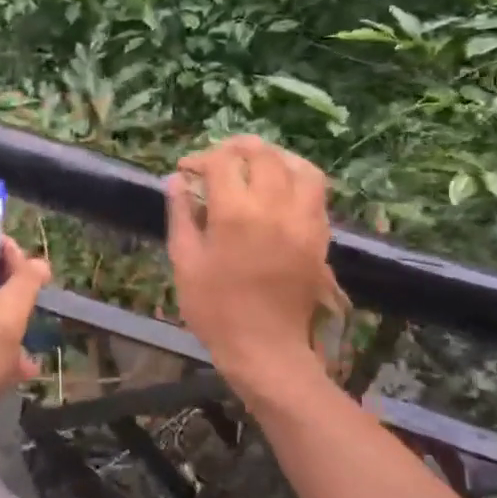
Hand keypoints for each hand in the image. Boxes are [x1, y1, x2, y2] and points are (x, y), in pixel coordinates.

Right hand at [166, 136, 332, 396]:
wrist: (265, 349)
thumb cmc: (216, 309)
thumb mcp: (185, 262)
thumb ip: (181, 214)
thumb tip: (177, 179)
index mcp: (235, 213)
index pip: (220, 162)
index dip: (200, 159)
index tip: (187, 170)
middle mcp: (274, 207)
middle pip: (262, 154)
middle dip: (236, 148)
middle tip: (218, 160)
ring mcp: (303, 219)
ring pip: (298, 166)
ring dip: (274, 156)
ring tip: (256, 164)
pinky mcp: (319, 235)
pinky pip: (316, 191)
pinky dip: (297, 178)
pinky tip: (280, 188)